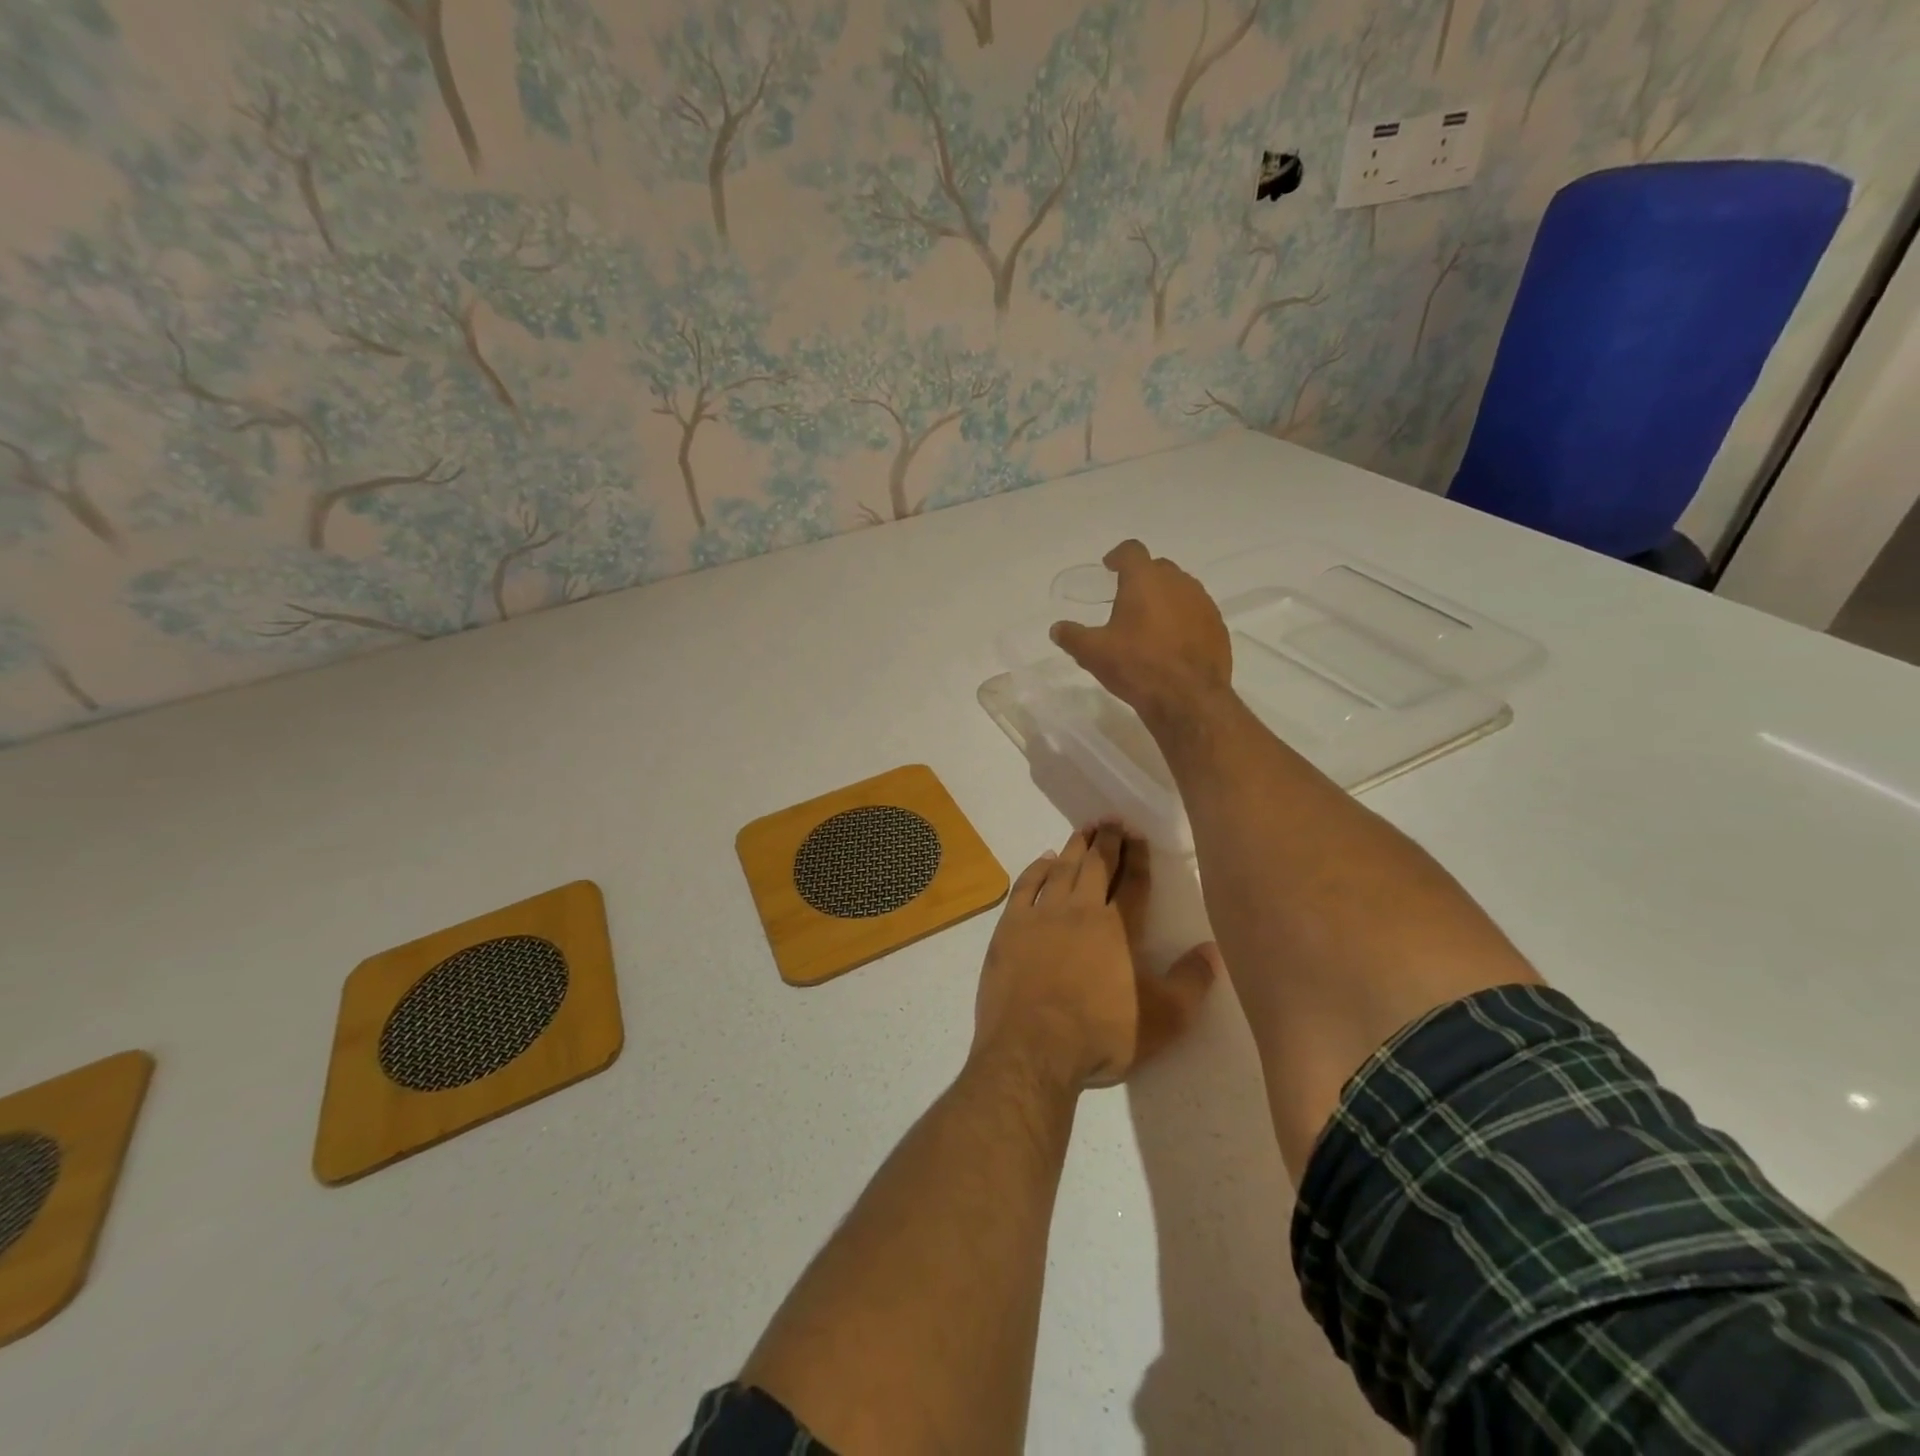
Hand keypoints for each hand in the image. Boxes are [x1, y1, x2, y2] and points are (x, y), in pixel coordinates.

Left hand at [973, 822, 1216, 1091]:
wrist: (1033, 1049)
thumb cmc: (1101, 1035)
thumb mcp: (1164, 1019)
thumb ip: (1191, 982)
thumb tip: (1215, 949)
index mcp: (1119, 929)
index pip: (1134, 883)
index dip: (1138, 857)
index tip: (1138, 835)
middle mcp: (1081, 911)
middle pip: (1097, 866)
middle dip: (1107, 841)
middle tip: (1112, 821)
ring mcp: (1042, 916)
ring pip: (1063, 869)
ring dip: (1075, 847)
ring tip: (1085, 830)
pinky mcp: (1011, 927)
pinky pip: (1026, 886)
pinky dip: (1037, 868)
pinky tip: (1045, 859)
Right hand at [1049, 540, 1232, 728]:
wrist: (1188, 698)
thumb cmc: (1137, 666)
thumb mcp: (1093, 653)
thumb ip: (1072, 636)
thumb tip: (1057, 628)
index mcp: (1145, 580)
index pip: (1132, 551)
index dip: (1118, 556)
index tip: (1109, 567)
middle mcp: (1178, 583)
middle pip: (1158, 568)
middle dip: (1142, 578)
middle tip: (1126, 599)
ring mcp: (1203, 604)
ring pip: (1181, 589)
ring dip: (1164, 598)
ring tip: (1150, 622)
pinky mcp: (1218, 627)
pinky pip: (1196, 612)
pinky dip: (1182, 618)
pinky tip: (1172, 642)